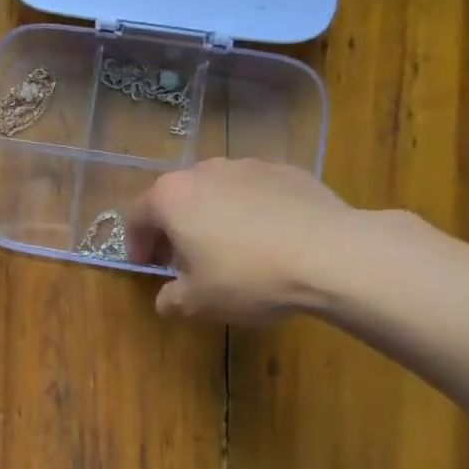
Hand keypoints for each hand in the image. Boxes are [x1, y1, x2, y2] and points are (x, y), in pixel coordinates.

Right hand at [124, 159, 357, 324]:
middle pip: (176, 199)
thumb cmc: (248, 276)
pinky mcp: (285, 170)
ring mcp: (247, 166)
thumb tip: (165, 301)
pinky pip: (254, 192)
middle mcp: (203, 171)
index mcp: (171, 197)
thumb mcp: (199, 301)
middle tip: (184, 261)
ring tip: (230, 250)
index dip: (137, 245)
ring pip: (216, 192)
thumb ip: (172, 299)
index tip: (147, 267)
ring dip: (212, 217)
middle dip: (175, 229)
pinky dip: (251, 211)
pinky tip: (269, 240)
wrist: (332, 254)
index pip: (136, 217)